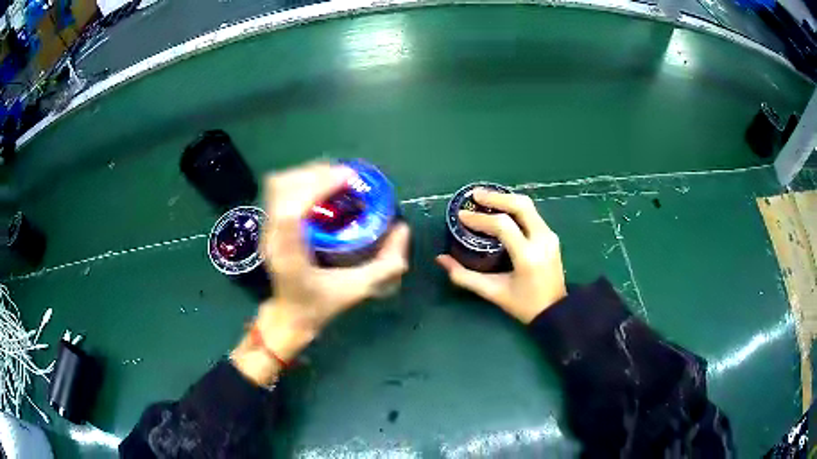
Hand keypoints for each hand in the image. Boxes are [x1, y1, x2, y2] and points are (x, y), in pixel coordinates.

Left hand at [232, 162, 409, 385]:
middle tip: (346, 177)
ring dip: (307, 174)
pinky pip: (279, 189)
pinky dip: (300, 179)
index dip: (317, 188)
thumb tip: (402, 229)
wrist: (290, 314)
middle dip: (315, 174)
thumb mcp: (358, 289)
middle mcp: (273, 237)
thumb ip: (385, 265)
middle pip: (282, 189)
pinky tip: (320, 187)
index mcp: (290, 256)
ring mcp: (266, 228)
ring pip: (278, 184)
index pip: (291, 213)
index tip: (347, 178)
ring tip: (334, 179)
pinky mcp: (268, 222)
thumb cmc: (321, 304)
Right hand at [436, 189, 565, 323]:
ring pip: (528, 206)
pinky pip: (532, 214)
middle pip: (520, 205)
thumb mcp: (493, 292)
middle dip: (496, 198)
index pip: (503, 225)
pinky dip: (515, 208)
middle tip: (475, 196)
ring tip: (485, 199)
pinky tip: (501, 210)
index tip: (461, 216)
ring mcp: (549, 236)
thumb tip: (441, 259)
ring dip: (506, 199)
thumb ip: (465, 276)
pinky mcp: (551, 236)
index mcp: (527, 256)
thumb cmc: (523, 305)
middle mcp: (542, 240)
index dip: (480, 219)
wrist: (555, 311)